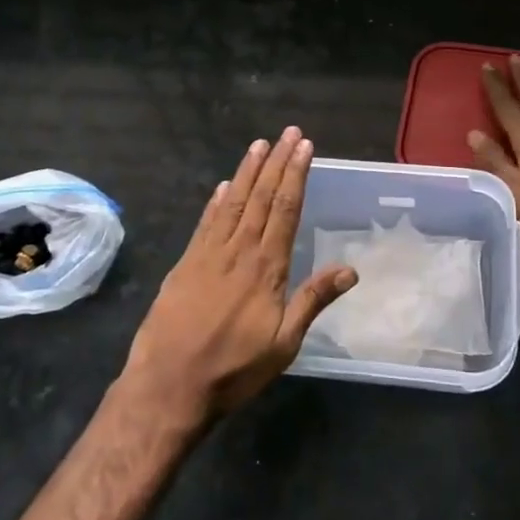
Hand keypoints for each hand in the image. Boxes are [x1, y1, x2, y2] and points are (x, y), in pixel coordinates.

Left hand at [124, 126, 356, 423]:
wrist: (167, 386)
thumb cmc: (233, 370)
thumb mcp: (283, 344)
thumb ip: (313, 300)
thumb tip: (351, 269)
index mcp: (267, 267)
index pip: (286, 209)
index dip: (296, 175)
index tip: (304, 147)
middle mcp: (239, 251)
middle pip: (262, 197)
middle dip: (277, 162)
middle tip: (288, 132)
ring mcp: (208, 254)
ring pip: (233, 202)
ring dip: (248, 171)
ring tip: (259, 144)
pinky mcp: (185, 263)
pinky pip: (206, 223)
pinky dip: (217, 201)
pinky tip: (224, 185)